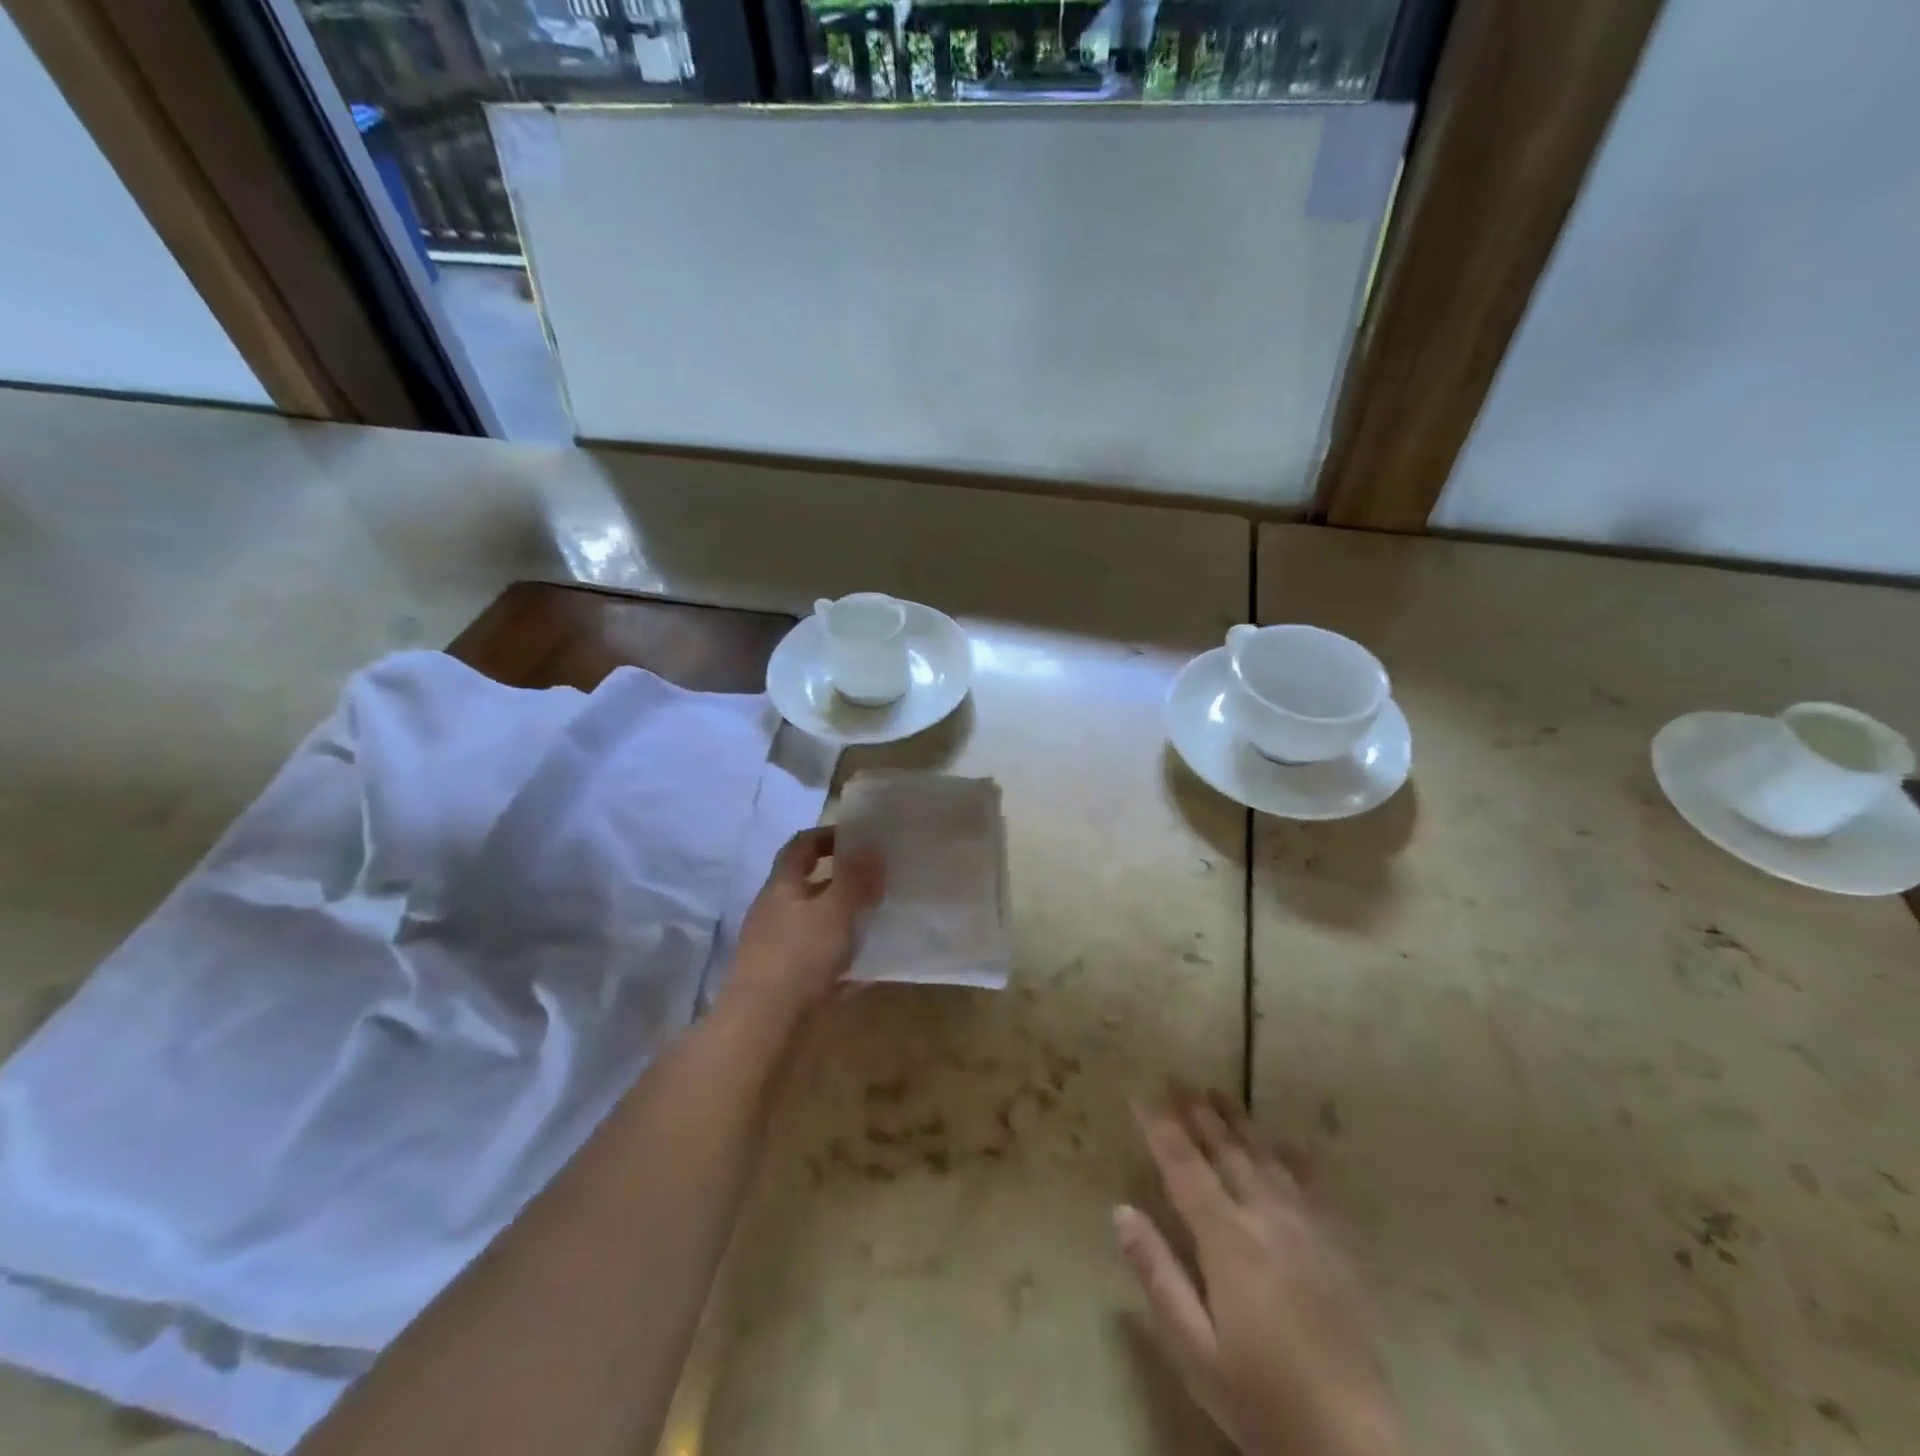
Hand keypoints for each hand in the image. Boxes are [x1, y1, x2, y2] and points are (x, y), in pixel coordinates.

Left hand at [720, 827, 883, 1035]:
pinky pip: (823, 961)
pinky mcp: (789, 983)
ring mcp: (780, 950)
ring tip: (883, 918)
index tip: (862, 836)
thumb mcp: (834, 911)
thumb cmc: (797, 958)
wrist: (762, 1029)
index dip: (828, 835)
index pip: (801, 846)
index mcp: (782, 887)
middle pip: (810, 885)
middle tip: (881, 878)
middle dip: (844, 879)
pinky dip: (846, 958)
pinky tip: (873, 965)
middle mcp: (777, 913)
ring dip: (847, 919)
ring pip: (818, 924)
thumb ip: (855, 879)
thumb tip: (871, 847)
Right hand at [1116, 1089, 1400, 1455]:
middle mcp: (1268, 1219)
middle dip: (1197, 1112)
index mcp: (1229, 1241)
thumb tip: (1121, 1210)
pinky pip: (1314, 1186)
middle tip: (1176, 1079)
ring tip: (1218, 1093)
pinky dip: (1295, 1156)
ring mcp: (1308, 1229)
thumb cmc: (1259, 1399)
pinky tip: (1287, 1141)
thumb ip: (1157, 1274)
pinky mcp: (1338, 1248)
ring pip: (1267, 1157)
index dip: (1160, 1127)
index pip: (1185, 1167)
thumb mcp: (1194, 1349)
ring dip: (1239, 1122)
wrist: (1352, 1448)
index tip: (1140, 1094)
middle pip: (1226, 1151)